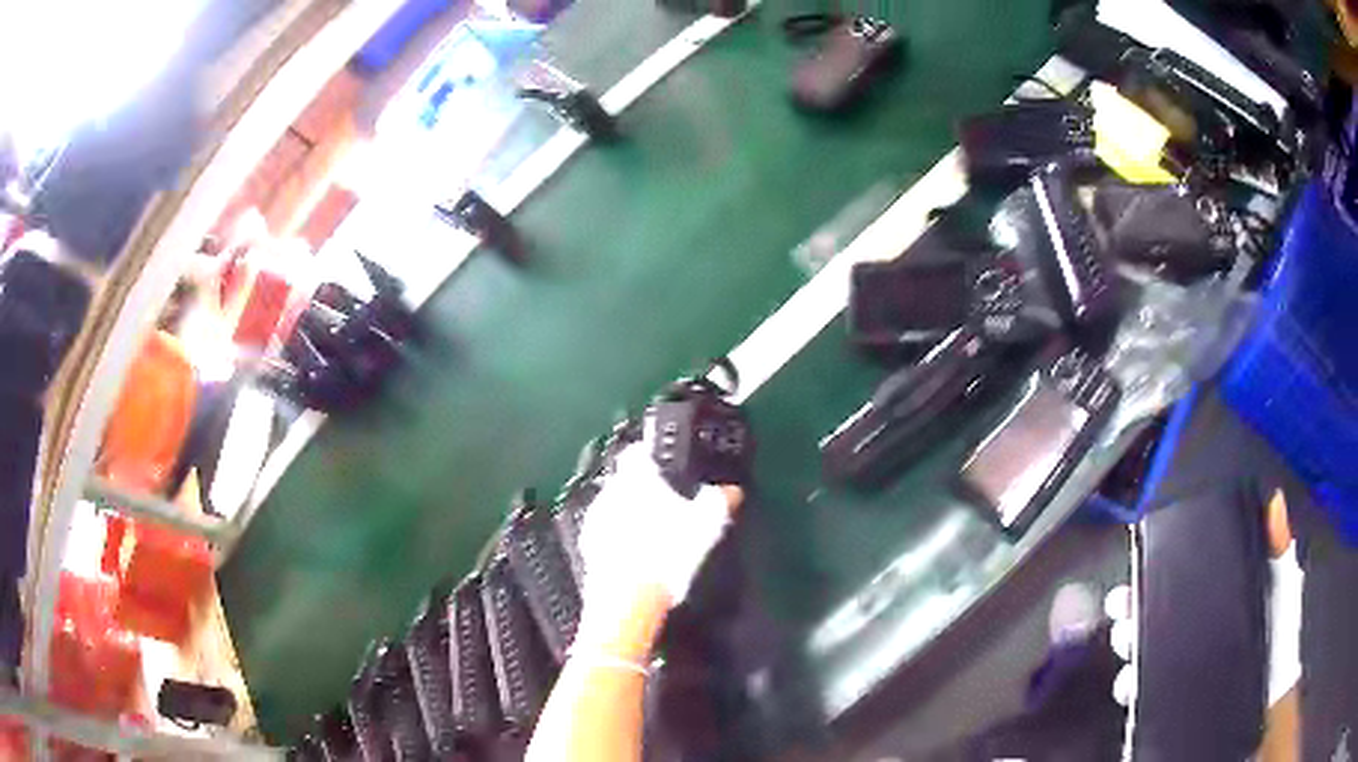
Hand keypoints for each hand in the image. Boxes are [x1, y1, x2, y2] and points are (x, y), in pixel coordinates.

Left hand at [576, 420, 742, 647]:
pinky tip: (637, 558)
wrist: (627, 600)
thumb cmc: (668, 552)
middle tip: (666, 506)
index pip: (637, 452)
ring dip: (628, 516)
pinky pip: (605, 536)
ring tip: (653, 536)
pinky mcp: (586, 549)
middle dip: (642, 491)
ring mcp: (594, 521)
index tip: (663, 468)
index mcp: (636, 478)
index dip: (650, 457)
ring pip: (613, 508)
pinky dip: (619, 541)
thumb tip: (731, 490)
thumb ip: (718, 501)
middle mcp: (609, 492)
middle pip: (625, 482)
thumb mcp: (707, 524)